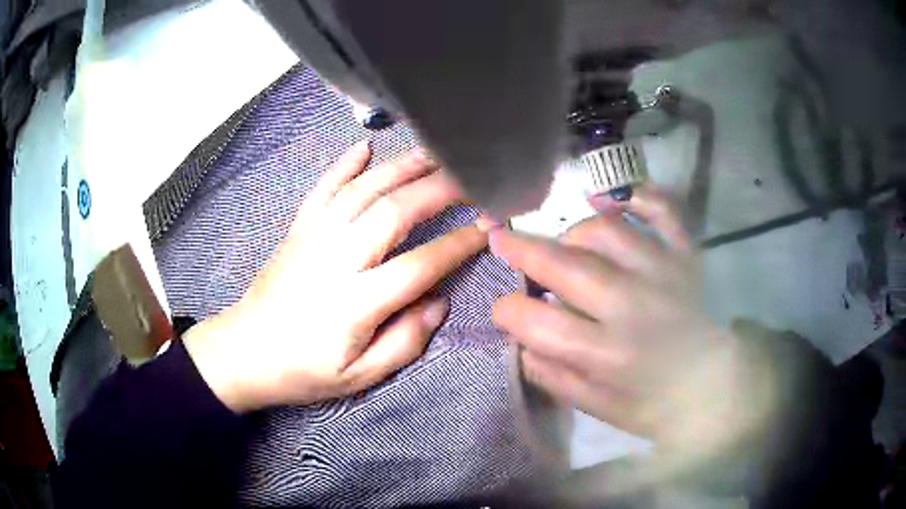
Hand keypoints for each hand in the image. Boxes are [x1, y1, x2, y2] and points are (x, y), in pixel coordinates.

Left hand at [184, 142, 489, 412]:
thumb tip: (439, 303)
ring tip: (433, 154)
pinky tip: (365, 147)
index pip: (420, 265)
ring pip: (362, 190)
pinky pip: (323, 189)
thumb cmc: (304, 370)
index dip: (459, 245)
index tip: (488, 227)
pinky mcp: (298, 229)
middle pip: (394, 211)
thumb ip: (403, 342)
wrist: (246, 351)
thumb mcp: (359, 377)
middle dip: (439, 190)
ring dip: (400, 167)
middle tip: (471, 177)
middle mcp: (336, 258)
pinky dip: (344, 165)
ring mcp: (314, 237)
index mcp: (356, 302)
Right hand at [492, 188, 761, 454]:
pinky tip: (611, 200)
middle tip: (500, 239)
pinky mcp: (685, 254)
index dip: (508, 312)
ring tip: (566, 245)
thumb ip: (556, 378)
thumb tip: (522, 345)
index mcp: (607, 354)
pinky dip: (635, 196)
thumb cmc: (657, 405)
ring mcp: (663, 270)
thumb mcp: (601, 409)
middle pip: (564, 265)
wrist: (717, 387)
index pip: (538, 324)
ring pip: (604, 230)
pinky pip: (660, 209)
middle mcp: (632, 304)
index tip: (504, 310)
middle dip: (522, 250)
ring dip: (574, 233)